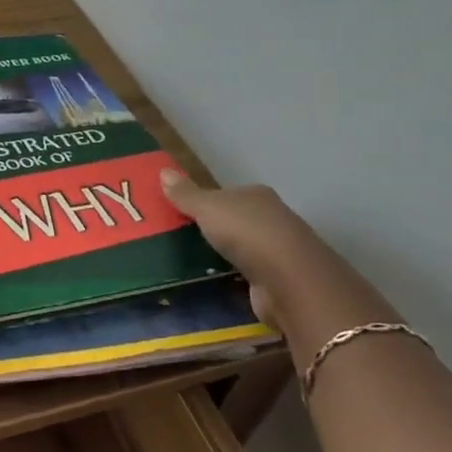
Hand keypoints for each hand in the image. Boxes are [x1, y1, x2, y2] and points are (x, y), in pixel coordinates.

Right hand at [158, 170, 395, 341]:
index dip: (204, 200)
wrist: (289, 281)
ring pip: (241, 247)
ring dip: (222, 253)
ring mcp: (277, 250)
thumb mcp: (207, 207)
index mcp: (256, 195)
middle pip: (235, 219)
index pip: (227, 194)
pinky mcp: (277, 280)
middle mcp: (271, 218)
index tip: (178, 212)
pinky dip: (232, 276)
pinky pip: (246, 273)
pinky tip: (213, 280)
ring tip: (188, 260)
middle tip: (177, 236)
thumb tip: (163, 171)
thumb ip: (186, 194)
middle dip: (212, 227)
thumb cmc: (246, 232)